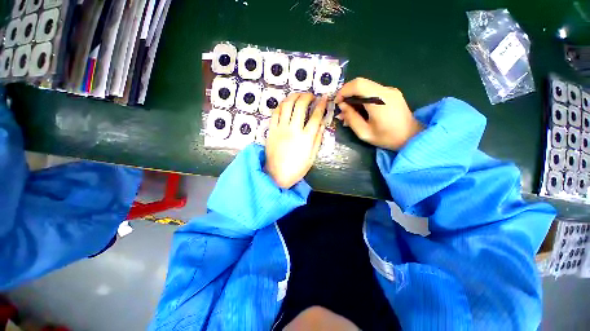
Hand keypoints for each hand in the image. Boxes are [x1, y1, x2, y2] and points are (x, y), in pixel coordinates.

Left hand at [265, 93, 326, 188]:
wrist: (276, 175)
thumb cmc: (296, 169)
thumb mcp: (312, 157)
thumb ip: (317, 139)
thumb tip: (322, 124)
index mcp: (306, 137)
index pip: (316, 116)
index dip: (321, 104)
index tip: (325, 97)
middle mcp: (293, 129)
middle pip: (301, 105)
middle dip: (307, 96)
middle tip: (311, 96)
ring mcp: (281, 128)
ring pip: (287, 105)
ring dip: (294, 96)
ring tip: (298, 95)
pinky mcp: (271, 130)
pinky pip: (275, 113)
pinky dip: (281, 106)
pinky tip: (285, 104)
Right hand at [335, 77, 422, 150]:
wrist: (411, 137)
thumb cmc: (387, 138)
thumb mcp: (364, 133)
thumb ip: (351, 118)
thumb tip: (342, 106)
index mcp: (379, 101)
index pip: (357, 85)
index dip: (343, 91)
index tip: (337, 103)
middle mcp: (385, 91)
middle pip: (360, 83)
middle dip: (347, 94)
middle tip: (342, 108)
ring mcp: (390, 90)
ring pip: (365, 87)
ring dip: (354, 97)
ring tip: (349, 112)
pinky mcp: (391, 93)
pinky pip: (372, 91)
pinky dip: (362, 98)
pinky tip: (360, 110)